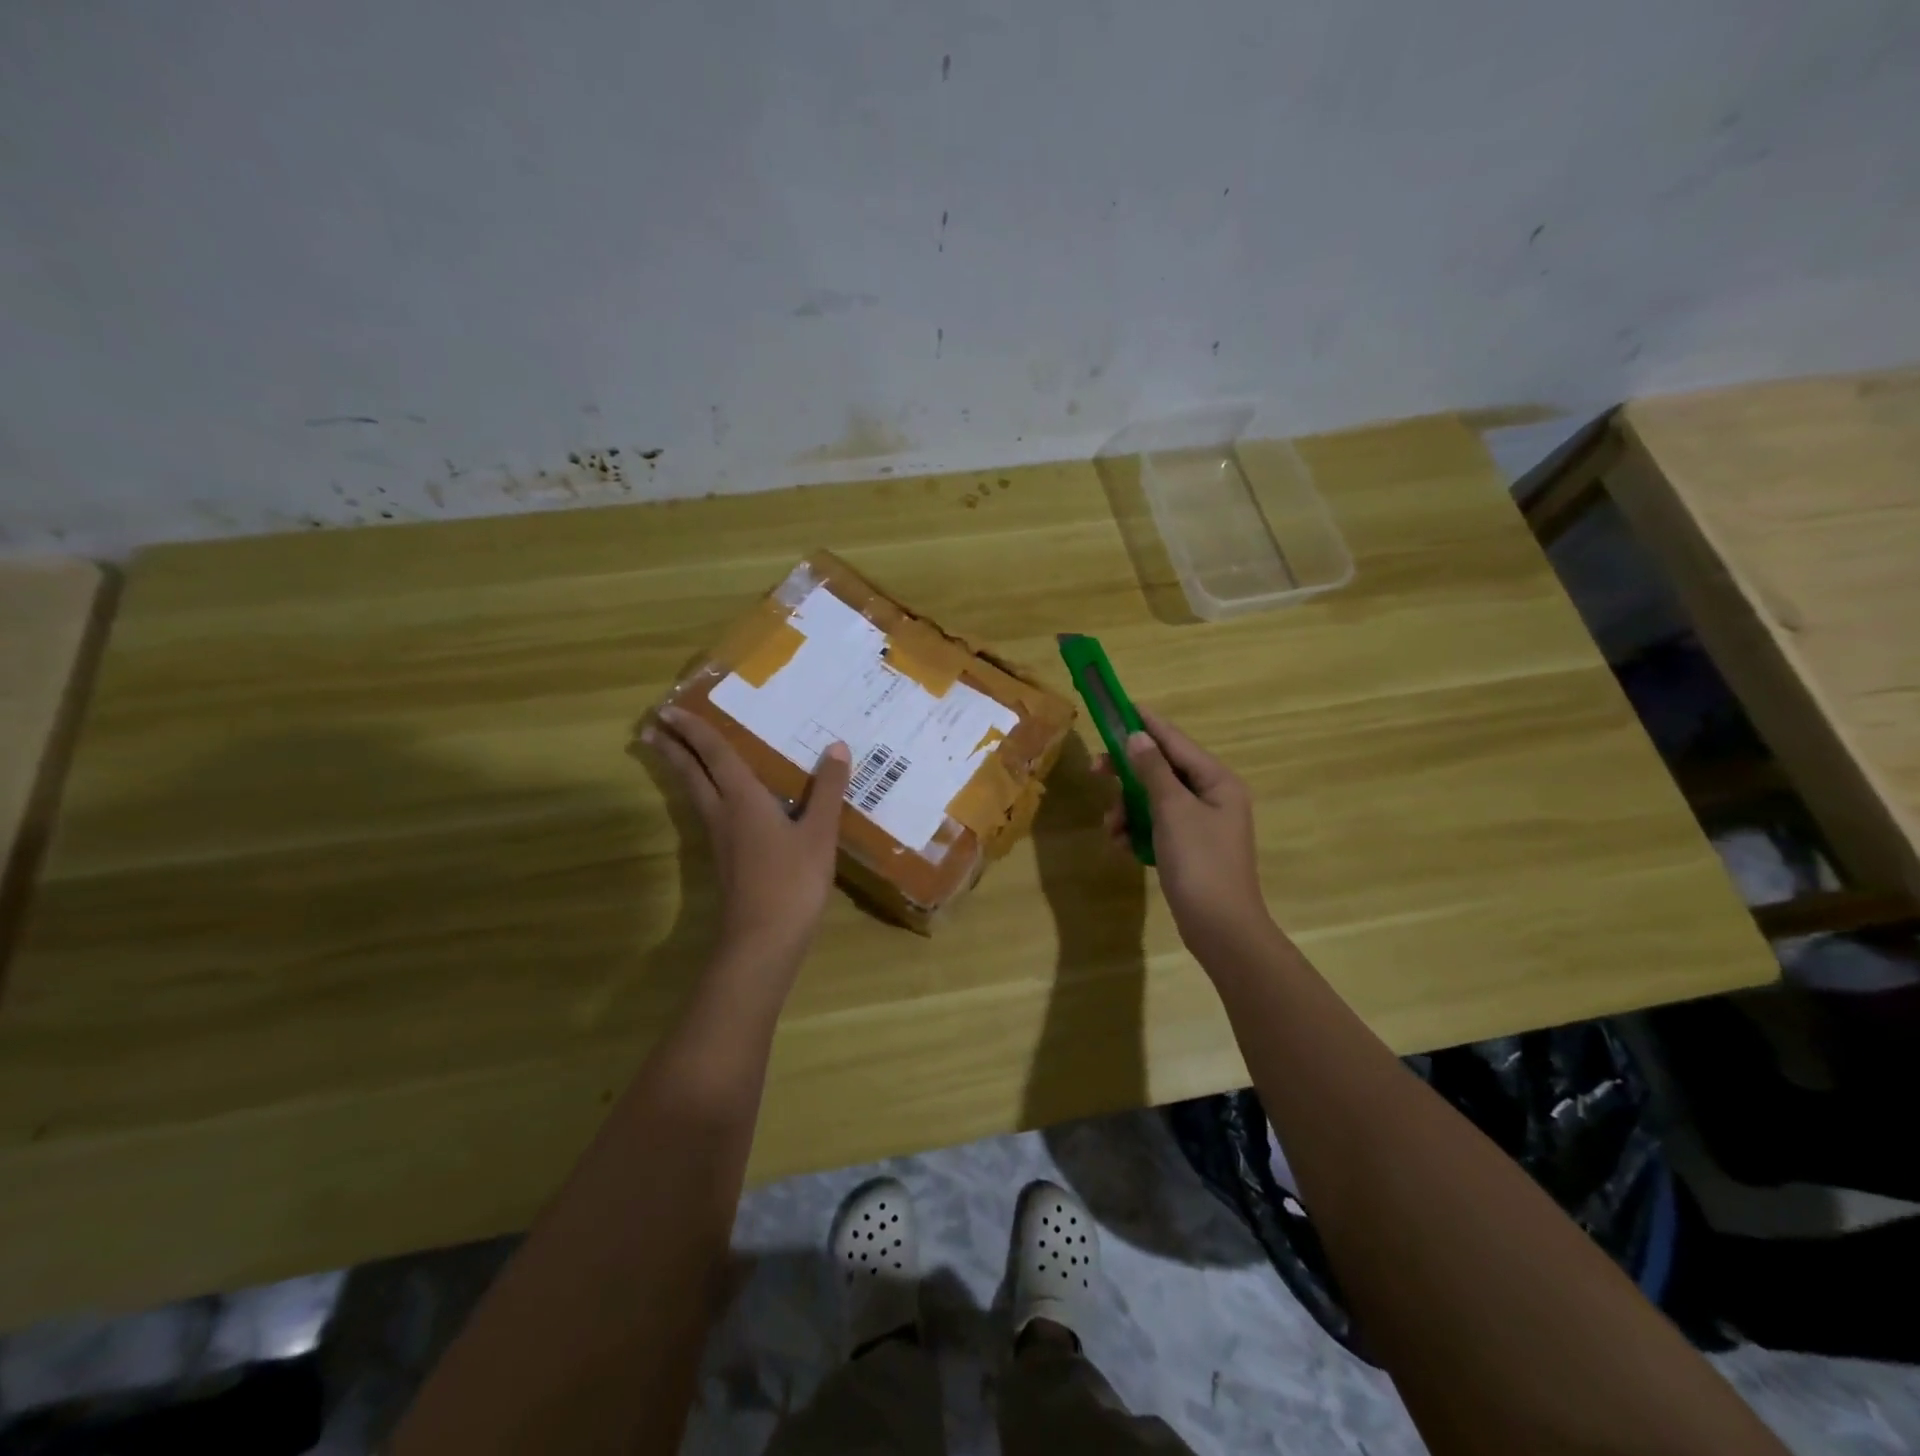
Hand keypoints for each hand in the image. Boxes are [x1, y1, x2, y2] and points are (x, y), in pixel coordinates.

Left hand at [644, 705, 851, 965]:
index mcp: (743, 799)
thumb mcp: (819, 832)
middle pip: (692, 773)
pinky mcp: (727, 858)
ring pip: (695, 794)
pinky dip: (704, 792)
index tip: (669, 709)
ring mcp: (721, 838)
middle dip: (672, 748)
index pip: (714, 755)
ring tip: (672, 753)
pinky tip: (719, 799)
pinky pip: (709, 812)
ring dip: (682, 769)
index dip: (694, 730)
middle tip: (651, 725)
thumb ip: (827, 790)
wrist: (764, 939)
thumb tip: (836, 747)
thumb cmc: (792, 880)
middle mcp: (723, 813)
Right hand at [1098, 707, 1273, 959]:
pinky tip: (1121, 845)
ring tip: (1111, 828)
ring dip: (1128, 809)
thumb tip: (1137, 736)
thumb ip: (1152, 770)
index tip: (1119, 706)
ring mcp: (1201, 823)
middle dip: (1128, 774)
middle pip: (1162, 770)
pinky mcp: (1189, 848)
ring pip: (1154, 800)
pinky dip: (1137, 830)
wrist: (1221, 928)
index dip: (1146, 724)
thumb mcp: (1172, 810)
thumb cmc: (1200, 862)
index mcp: (1217, 781)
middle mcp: (1212, 796)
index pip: (1176, 741)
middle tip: (1096, 771)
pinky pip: (1157, 825)